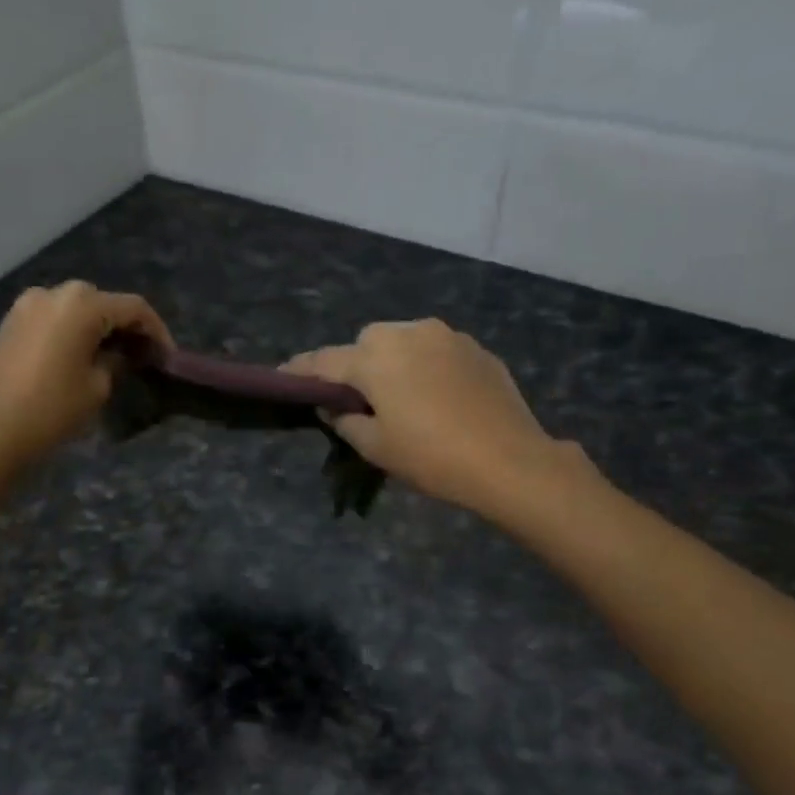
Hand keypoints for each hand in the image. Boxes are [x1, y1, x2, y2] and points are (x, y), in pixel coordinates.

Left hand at [0, 281, 169, 476]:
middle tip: (141, 356)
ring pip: (76, 309)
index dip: (156, 330)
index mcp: (81, 304)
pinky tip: (82, 355)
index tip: (166, 356)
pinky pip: (54, 318)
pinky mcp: (12, 322)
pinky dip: (73, 331)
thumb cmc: (53, 409)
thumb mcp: (98, 386)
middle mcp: (53, 293)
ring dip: (98, 328)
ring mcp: (27, 305)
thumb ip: (116, 360)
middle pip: (103, 303)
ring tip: (113, 357)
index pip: (133, 308)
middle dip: (125, 327)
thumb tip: (120, 353)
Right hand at [283, 319, 586, 515]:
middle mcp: (408, 334)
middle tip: (359, 400)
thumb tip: (333, 405)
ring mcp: (447, 336)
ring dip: (393, 362)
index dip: (301, 370)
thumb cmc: (432, 457)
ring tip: (401, 398)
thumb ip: (345, 420)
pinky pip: (436, 351)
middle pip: (366, 343)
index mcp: (375, 358)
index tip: (284, 375)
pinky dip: (425, 367)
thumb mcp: (376, 447)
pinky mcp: (476, 348)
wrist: (510, 461)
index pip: (324, 361)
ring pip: (403, 342)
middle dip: (356, 365)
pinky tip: (437, 397)